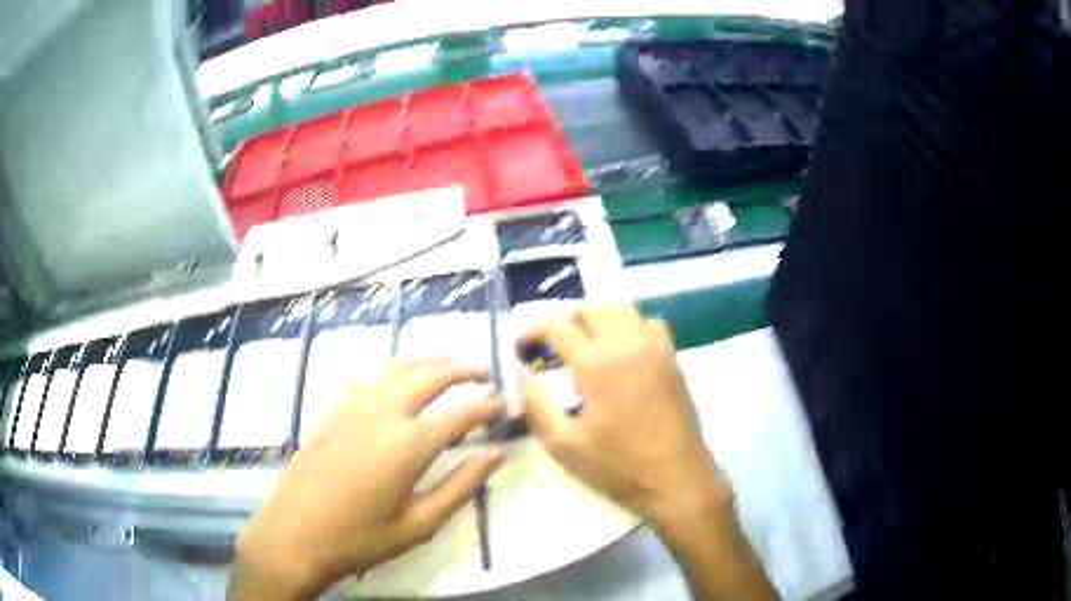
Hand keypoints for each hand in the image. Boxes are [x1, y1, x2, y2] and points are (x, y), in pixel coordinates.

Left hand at [230, 358, 504, 600]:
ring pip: (397, 366)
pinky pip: (368, 375)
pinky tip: (397, 375)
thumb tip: (496, 456)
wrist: (295, 533)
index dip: (486, 406)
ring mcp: (352, 407)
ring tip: (448, 363)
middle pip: (429, 375)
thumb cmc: (361, 537)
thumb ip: (461, 486)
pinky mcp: (332, 410)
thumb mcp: (420, 523)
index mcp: (407, 444)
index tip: (504, 404)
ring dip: (427, 360)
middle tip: (484, 372)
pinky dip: (393, 367)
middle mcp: (382, 413)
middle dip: (461, 369)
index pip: (459, 413)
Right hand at [518, 303, 730, 525]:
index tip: (522, 348)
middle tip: (553, 346)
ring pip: (623, 308)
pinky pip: (649, 323)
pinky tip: (624, 352)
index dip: (533, 330)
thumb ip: (536, 405)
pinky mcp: (672, 358)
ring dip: (598, 317)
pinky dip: (630, 325)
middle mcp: (627, 344)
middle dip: (565, 320)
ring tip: (587, 343)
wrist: (676, 478)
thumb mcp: (564, 445)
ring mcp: (655, 348)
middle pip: (591, 308)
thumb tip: (524, 374)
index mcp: (597, 364)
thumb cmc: (619, 466)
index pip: (557, 326)